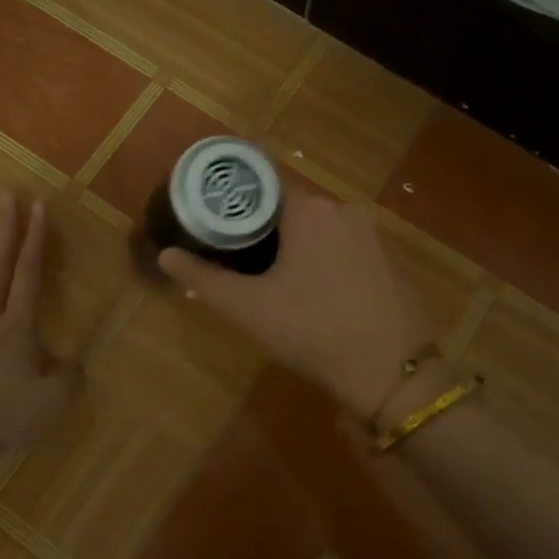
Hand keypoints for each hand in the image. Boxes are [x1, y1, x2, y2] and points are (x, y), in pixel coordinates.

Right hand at [157, 189, 434, 418]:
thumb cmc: (313, 331)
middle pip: (288, 208)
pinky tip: (310, 294)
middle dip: (259, 230)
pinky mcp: (387, 261)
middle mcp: (343, 210)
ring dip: (290, 247)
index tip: (211, 222)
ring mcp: (371, 235)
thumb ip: (204, 278)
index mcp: (309, 210)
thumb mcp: (249, 308)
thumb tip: (165, 255)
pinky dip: (320, 260)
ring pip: (316, 230)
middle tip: (232, 260)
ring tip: (265, 280)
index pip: (260, 185)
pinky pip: (341, 248)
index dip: (231, 202)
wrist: (393, 374)